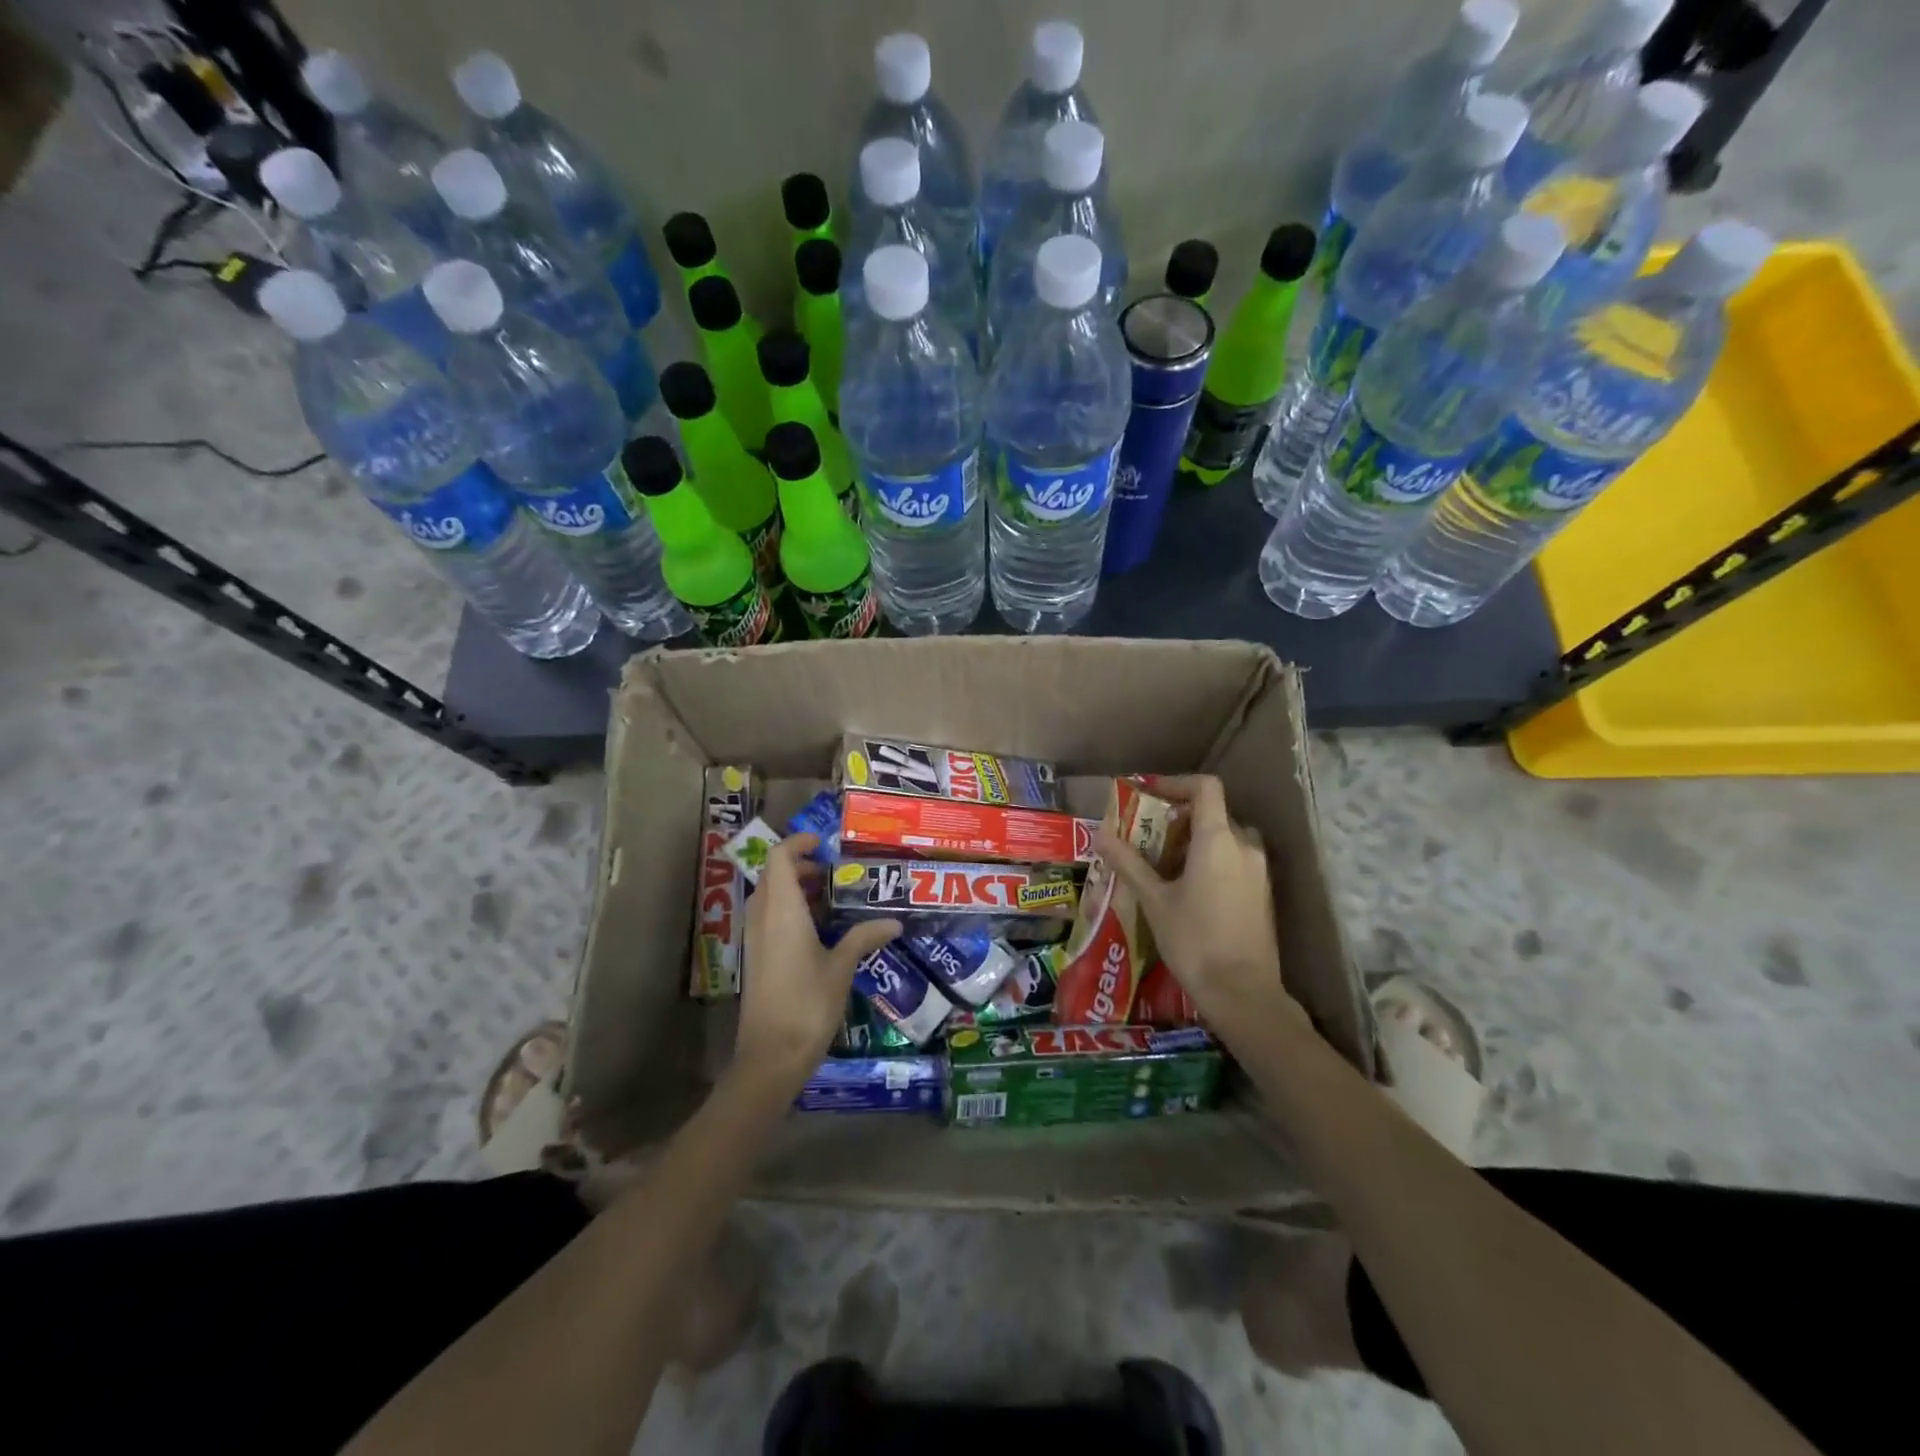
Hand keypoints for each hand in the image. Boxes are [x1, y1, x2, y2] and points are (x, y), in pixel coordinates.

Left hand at [736, 833, 899, 1085]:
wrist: (771, 1056)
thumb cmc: (808, 1003)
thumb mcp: (841, 967)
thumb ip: (863, 937)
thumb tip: (894, 922)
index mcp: (781, 910)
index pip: (778, 858)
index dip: (798, 844)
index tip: (824, 845)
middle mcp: (762, 917)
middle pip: (774, 875)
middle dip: (802, 867)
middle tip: (836, 873)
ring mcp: (756, 939)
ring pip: (770, 898)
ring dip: (797, 890)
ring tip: (834, 898)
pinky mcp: (756, 958)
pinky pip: (770, 918)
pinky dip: (791, 911)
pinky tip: (821, 930)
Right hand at [1094, 776, 1305, 1034]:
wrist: (1242, 993)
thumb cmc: (1193, 941)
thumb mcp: (1154, 900)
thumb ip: (1128, 863)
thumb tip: (1100, 834)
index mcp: (1218, 840)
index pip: (1205, 787)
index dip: (1176, 783)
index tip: (1149, 794)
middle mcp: (1245, 846)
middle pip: (1214, 813)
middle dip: (1180, 818)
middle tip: (1149, 835)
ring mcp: (1259, 871)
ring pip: (1226, 838)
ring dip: (1196, 840)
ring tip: (1164, 863)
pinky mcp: (1263, 894)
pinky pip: (1236, 860)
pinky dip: (1212, 860)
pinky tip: (1187, 888)